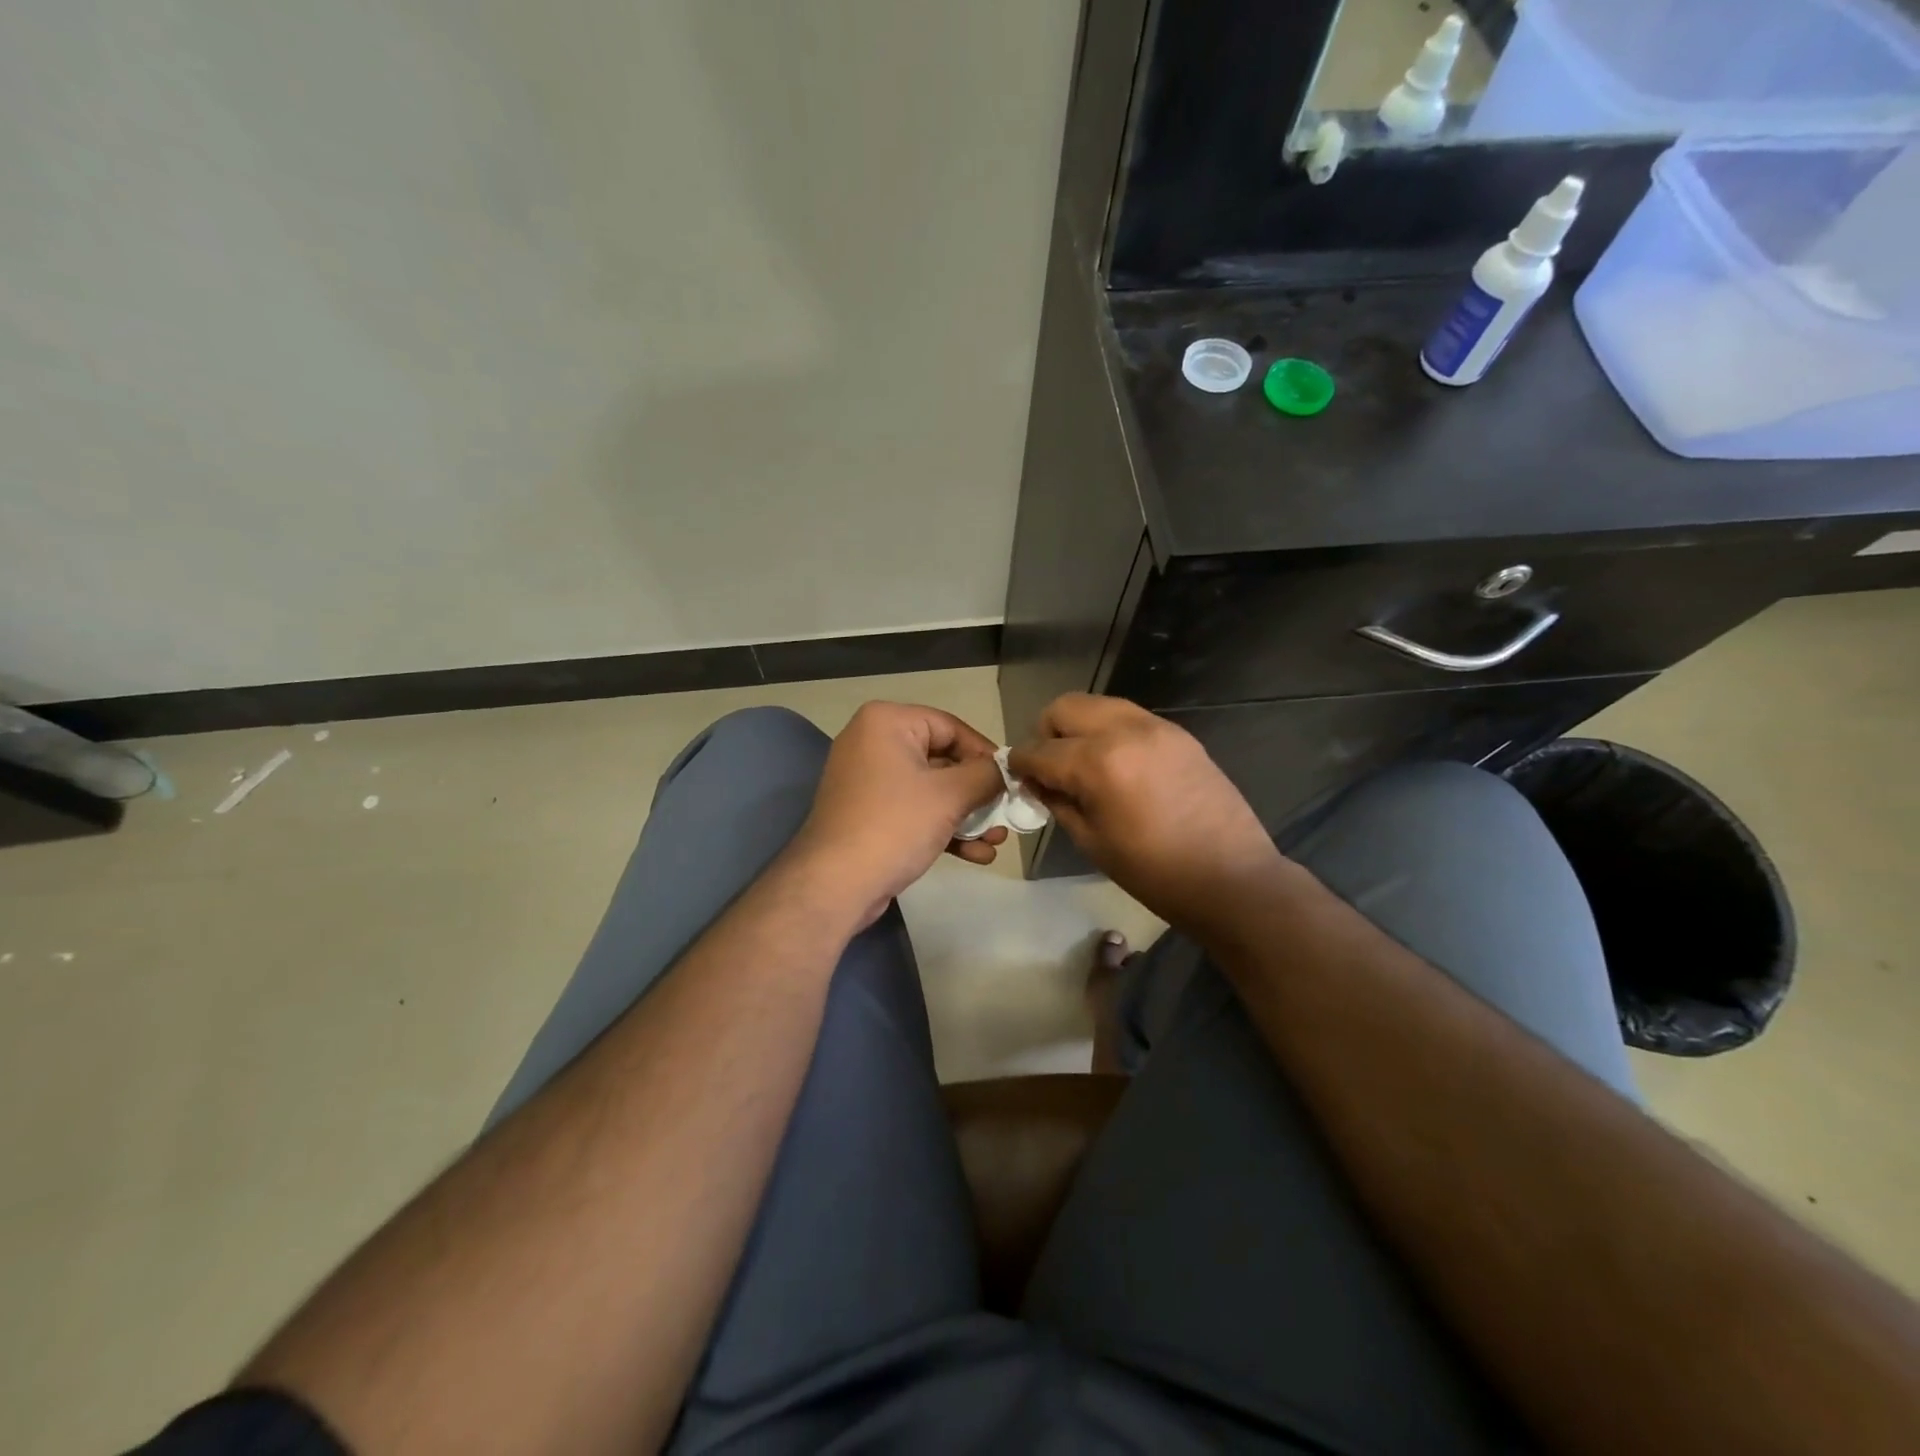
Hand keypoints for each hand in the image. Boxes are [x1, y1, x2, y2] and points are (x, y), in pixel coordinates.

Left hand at [788, 701, 1007, 926]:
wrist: (836, 884)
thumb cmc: (894, 825)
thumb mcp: (950, 795)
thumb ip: (986, 776)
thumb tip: (1006, 772)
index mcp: (887, 722)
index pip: (951, 727)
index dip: (985, 754)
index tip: (1011, 781)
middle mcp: (873, 743)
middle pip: (943, 760)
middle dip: (979, 793)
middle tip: (1007, 816)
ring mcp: (869, 781)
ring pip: (932, 790)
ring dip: (967, 816)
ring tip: (997, 841)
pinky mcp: (869, 814)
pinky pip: (915, 811)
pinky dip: (943, 828)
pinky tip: (976, 855)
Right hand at [1009, 694, 1286, 937]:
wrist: (1231, 877)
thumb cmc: (1154, 872)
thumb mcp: (1092, 841)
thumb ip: (1058, 802)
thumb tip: (1037, 782)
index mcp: (1098, 763)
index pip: (1040, 750)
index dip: (1020, 764)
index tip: (1017, 776)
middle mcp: (1124, 731)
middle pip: (1065, 708)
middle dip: (1047, 733)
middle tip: (1051, 767)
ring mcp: (1156, 727)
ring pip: (1098, 705)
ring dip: (1079, 728)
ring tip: (1083, 764)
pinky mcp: (1178, 733)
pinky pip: (1129, 718)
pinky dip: (1110, 733)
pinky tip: (1117, 767)